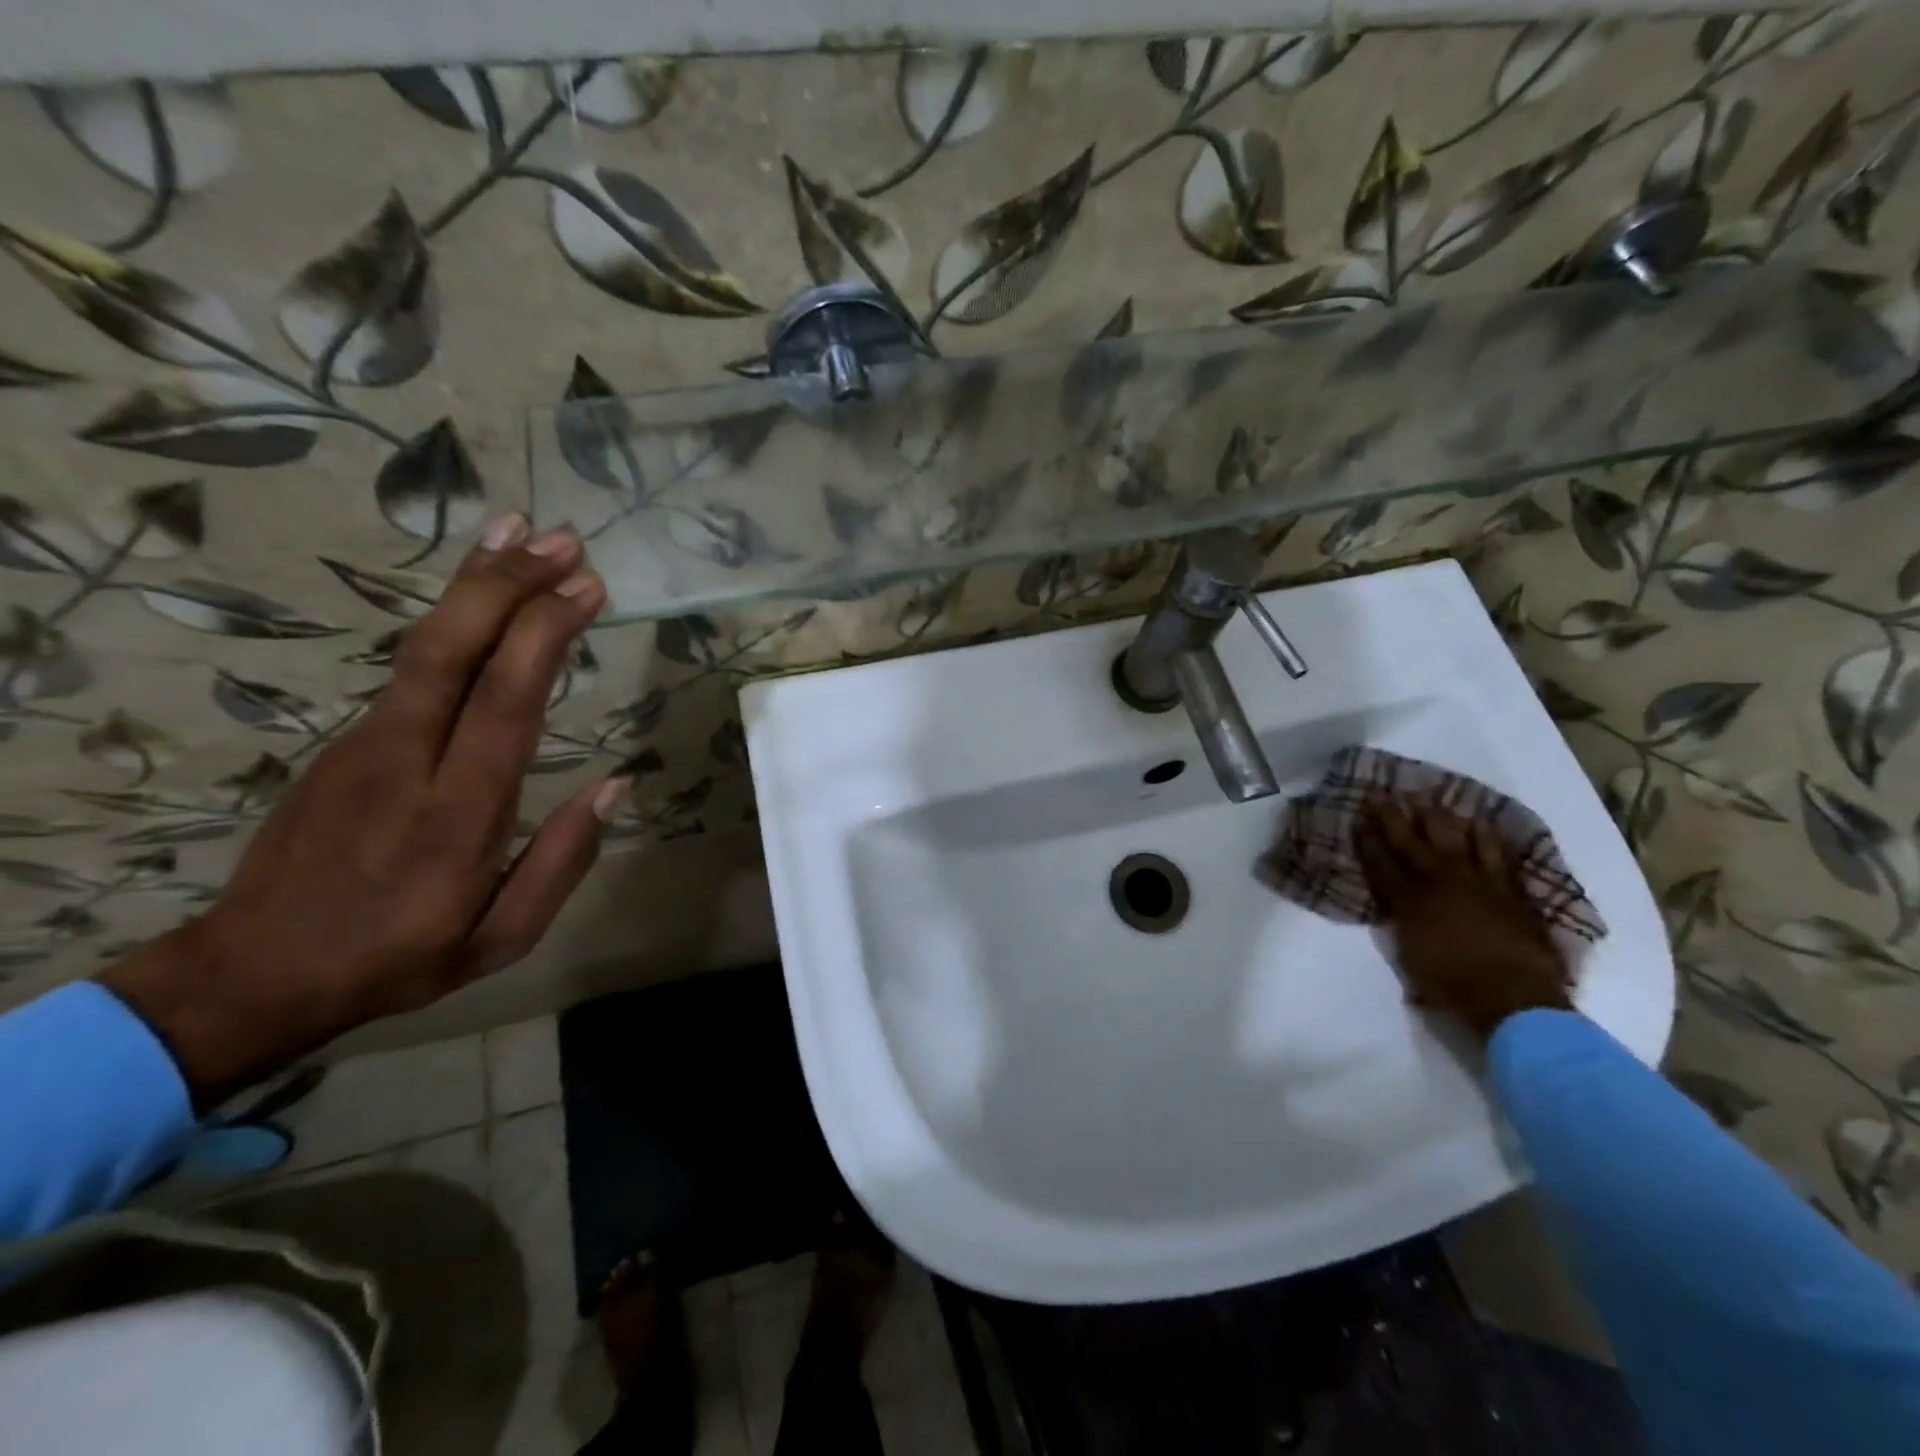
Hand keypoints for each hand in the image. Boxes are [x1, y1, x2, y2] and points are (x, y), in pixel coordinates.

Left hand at [101, 516, 617, 1107]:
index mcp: (457, 816)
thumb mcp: (501, 938)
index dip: (545, 636)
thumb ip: (561, 862)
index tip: (587, 588)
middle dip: (508, 587)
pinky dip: (452, 620)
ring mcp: (366, 745)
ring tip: (522, 534)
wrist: (253, 972)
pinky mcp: (347, 741)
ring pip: (423, 647)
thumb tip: (615, 787)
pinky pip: (410, 668)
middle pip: (452, 654)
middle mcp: (408, 763)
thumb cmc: (399, 957)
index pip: (505, 704)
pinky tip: (482, 597)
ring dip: (476, 586)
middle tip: (563, 542)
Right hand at [1354, 800, 1572, 1042]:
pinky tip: (1480, 825)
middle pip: (1411, 844)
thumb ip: (1401, 922)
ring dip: (1439, 820)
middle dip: (1392, 818)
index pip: (1381, 864)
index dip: (1367, 840)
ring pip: (1454, 841)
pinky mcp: (1508, 891)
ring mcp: (1477, 884)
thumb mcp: (1408, 954)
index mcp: (1409, 902)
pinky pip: (1495, 856)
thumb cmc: (1452, 985)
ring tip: (1428, 801)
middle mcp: (1439, 883)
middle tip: (1381, 794)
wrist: (1514, 999)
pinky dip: (1486, 839)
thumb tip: (1397, 903)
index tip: (1358, 817)